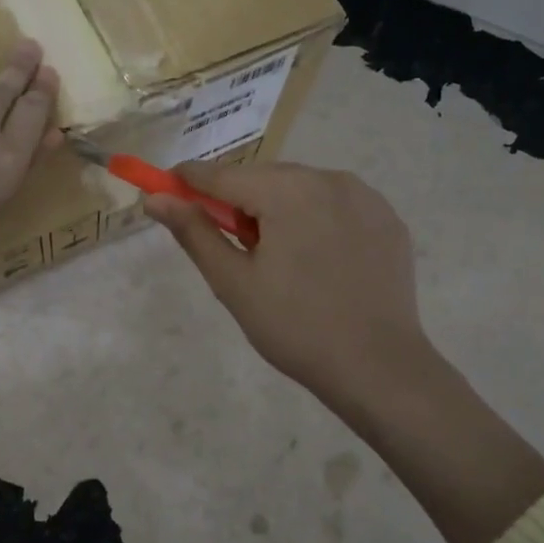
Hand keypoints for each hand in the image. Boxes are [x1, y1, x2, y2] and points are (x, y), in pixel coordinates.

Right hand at [144, 162, 431, 409]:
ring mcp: (366, 197)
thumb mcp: (233, 282)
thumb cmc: (295, 327)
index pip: (223, 175)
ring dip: (279, 209)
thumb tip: (154, 198)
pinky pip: (337, 206)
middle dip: (239, 201)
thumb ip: (194, 232)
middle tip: (232, 244)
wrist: (378, 367)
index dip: (189, 180)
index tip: (165, 187)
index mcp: (288, 191)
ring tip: (279, 259)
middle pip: (265, 178)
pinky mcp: (388, 219)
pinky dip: (316, 220)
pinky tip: (318, 261)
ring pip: (302, 189)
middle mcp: (330, 179)